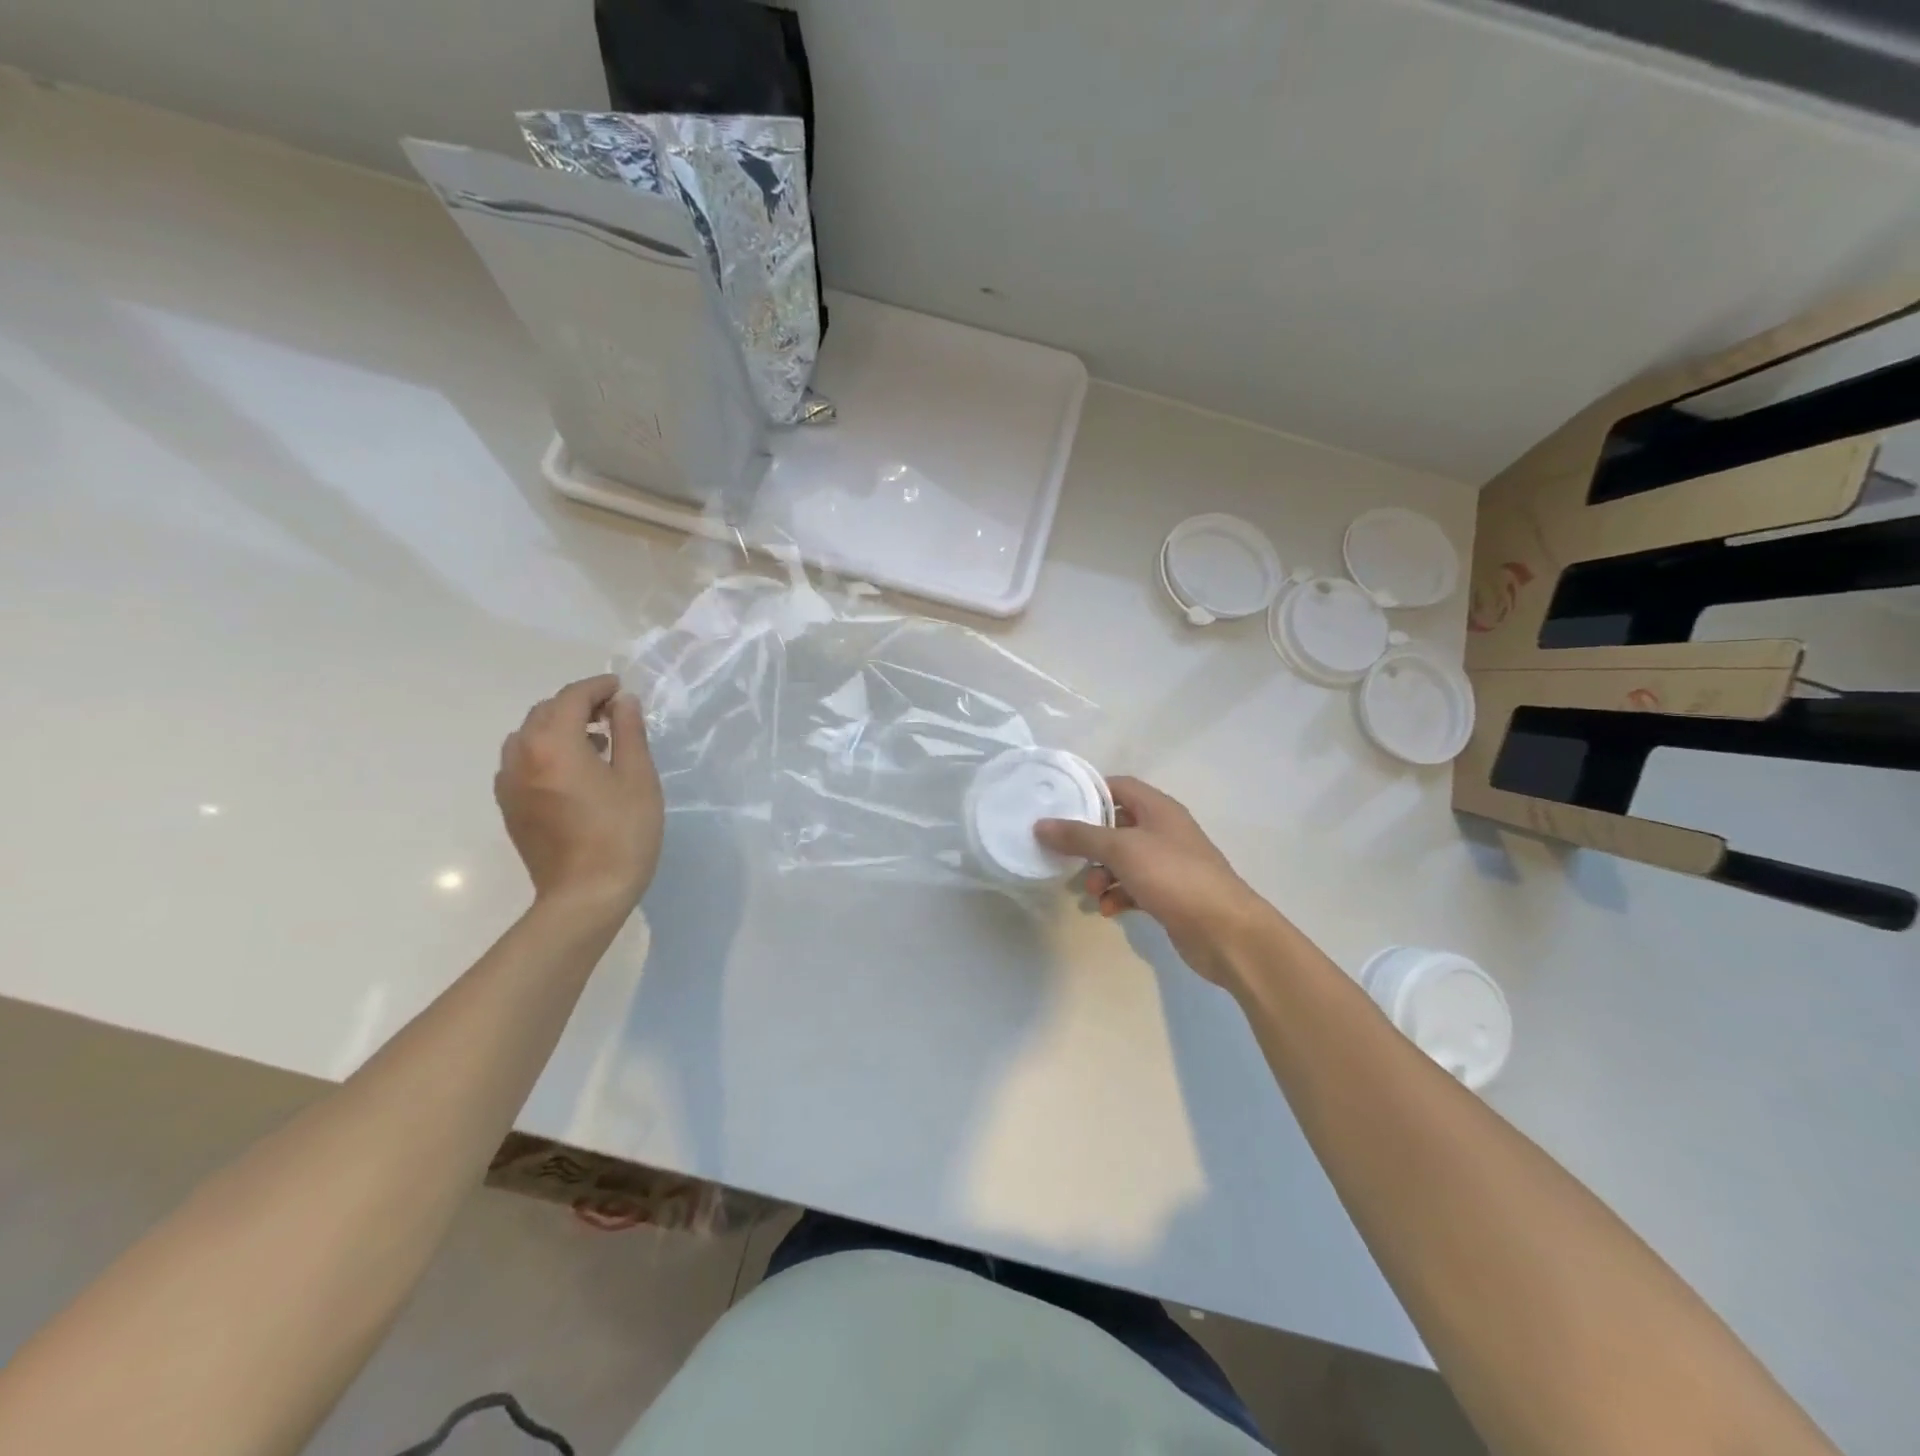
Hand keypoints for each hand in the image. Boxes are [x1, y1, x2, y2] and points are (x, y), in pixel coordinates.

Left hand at [495, 674, 663, 915]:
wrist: (585, 896)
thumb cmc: (621, 833)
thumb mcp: (637, 777)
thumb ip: (628, 732)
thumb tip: (623, 701)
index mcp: (553, 744)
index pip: (571, 698)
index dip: (597, 687)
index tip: (620, 688)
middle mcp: (521, 756)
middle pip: (544, 713)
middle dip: (577, 705)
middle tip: (613, 714)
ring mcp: (509, 784)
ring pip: (529, 737)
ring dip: (559, 728)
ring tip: (595, 742)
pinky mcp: (510, 807)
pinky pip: (522, 762)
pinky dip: (545, 752)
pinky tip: (574, 771)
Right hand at [1036, 776, 1275, 986]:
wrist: (1225, 931)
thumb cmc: (1173, 876)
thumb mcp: (1121, 850)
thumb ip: (1079, 836)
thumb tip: (1041, 824)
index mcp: (1158, 808)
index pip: (1118, 786)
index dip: (1089, 793)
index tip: (1059, 807)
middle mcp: (1164, 831)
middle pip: (1117, 825)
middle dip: (1090, 842)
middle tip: (1068, 856)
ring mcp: (1169, 864)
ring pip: (1123, 860)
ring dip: (1102, 873)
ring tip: (1092, 892)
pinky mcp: (1170, 894)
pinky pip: (1134, 887)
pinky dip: (1119, 895)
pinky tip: (1109, 910)